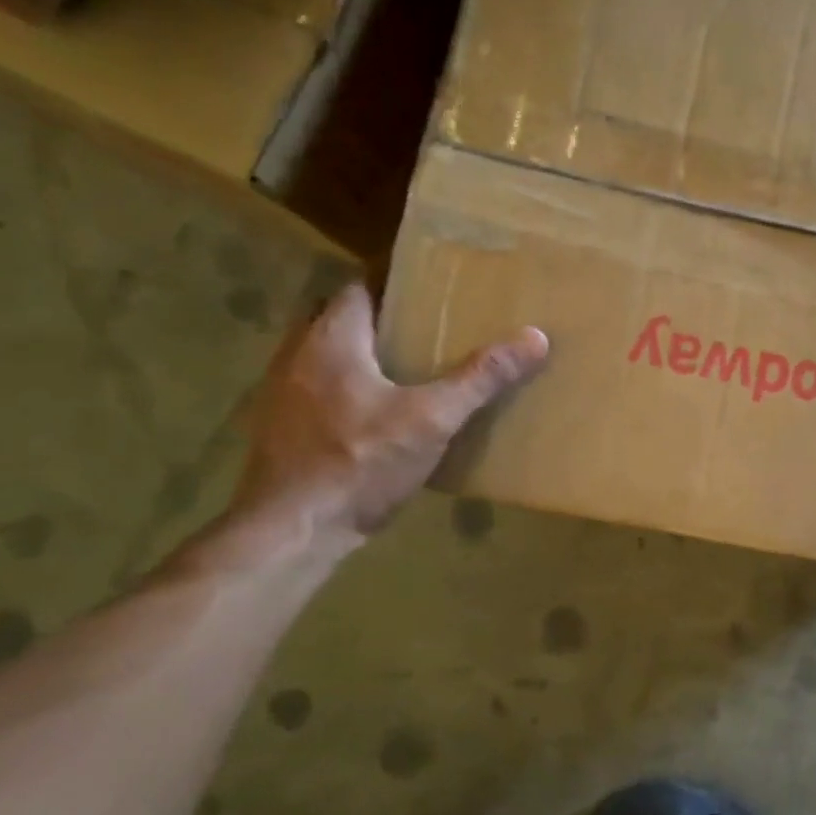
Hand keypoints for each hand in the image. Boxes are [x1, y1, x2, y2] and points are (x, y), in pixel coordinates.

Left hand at [234, 283, 547, 540]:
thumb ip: (480, 378)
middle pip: (338, 318)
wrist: (293, 531)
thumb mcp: (433, 419)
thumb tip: (535, 338)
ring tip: (406, 369)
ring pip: (323, 355)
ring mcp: (280, 393)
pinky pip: (316, 390)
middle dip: (377, 319)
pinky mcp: (280, 429)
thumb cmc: (361, 463)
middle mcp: (297, 355)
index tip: (431, 289)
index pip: (358, 287)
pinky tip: (375, 417)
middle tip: (424, 330)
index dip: (393, 284)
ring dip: (358, 355)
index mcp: (331, 339)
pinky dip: (344, 389)